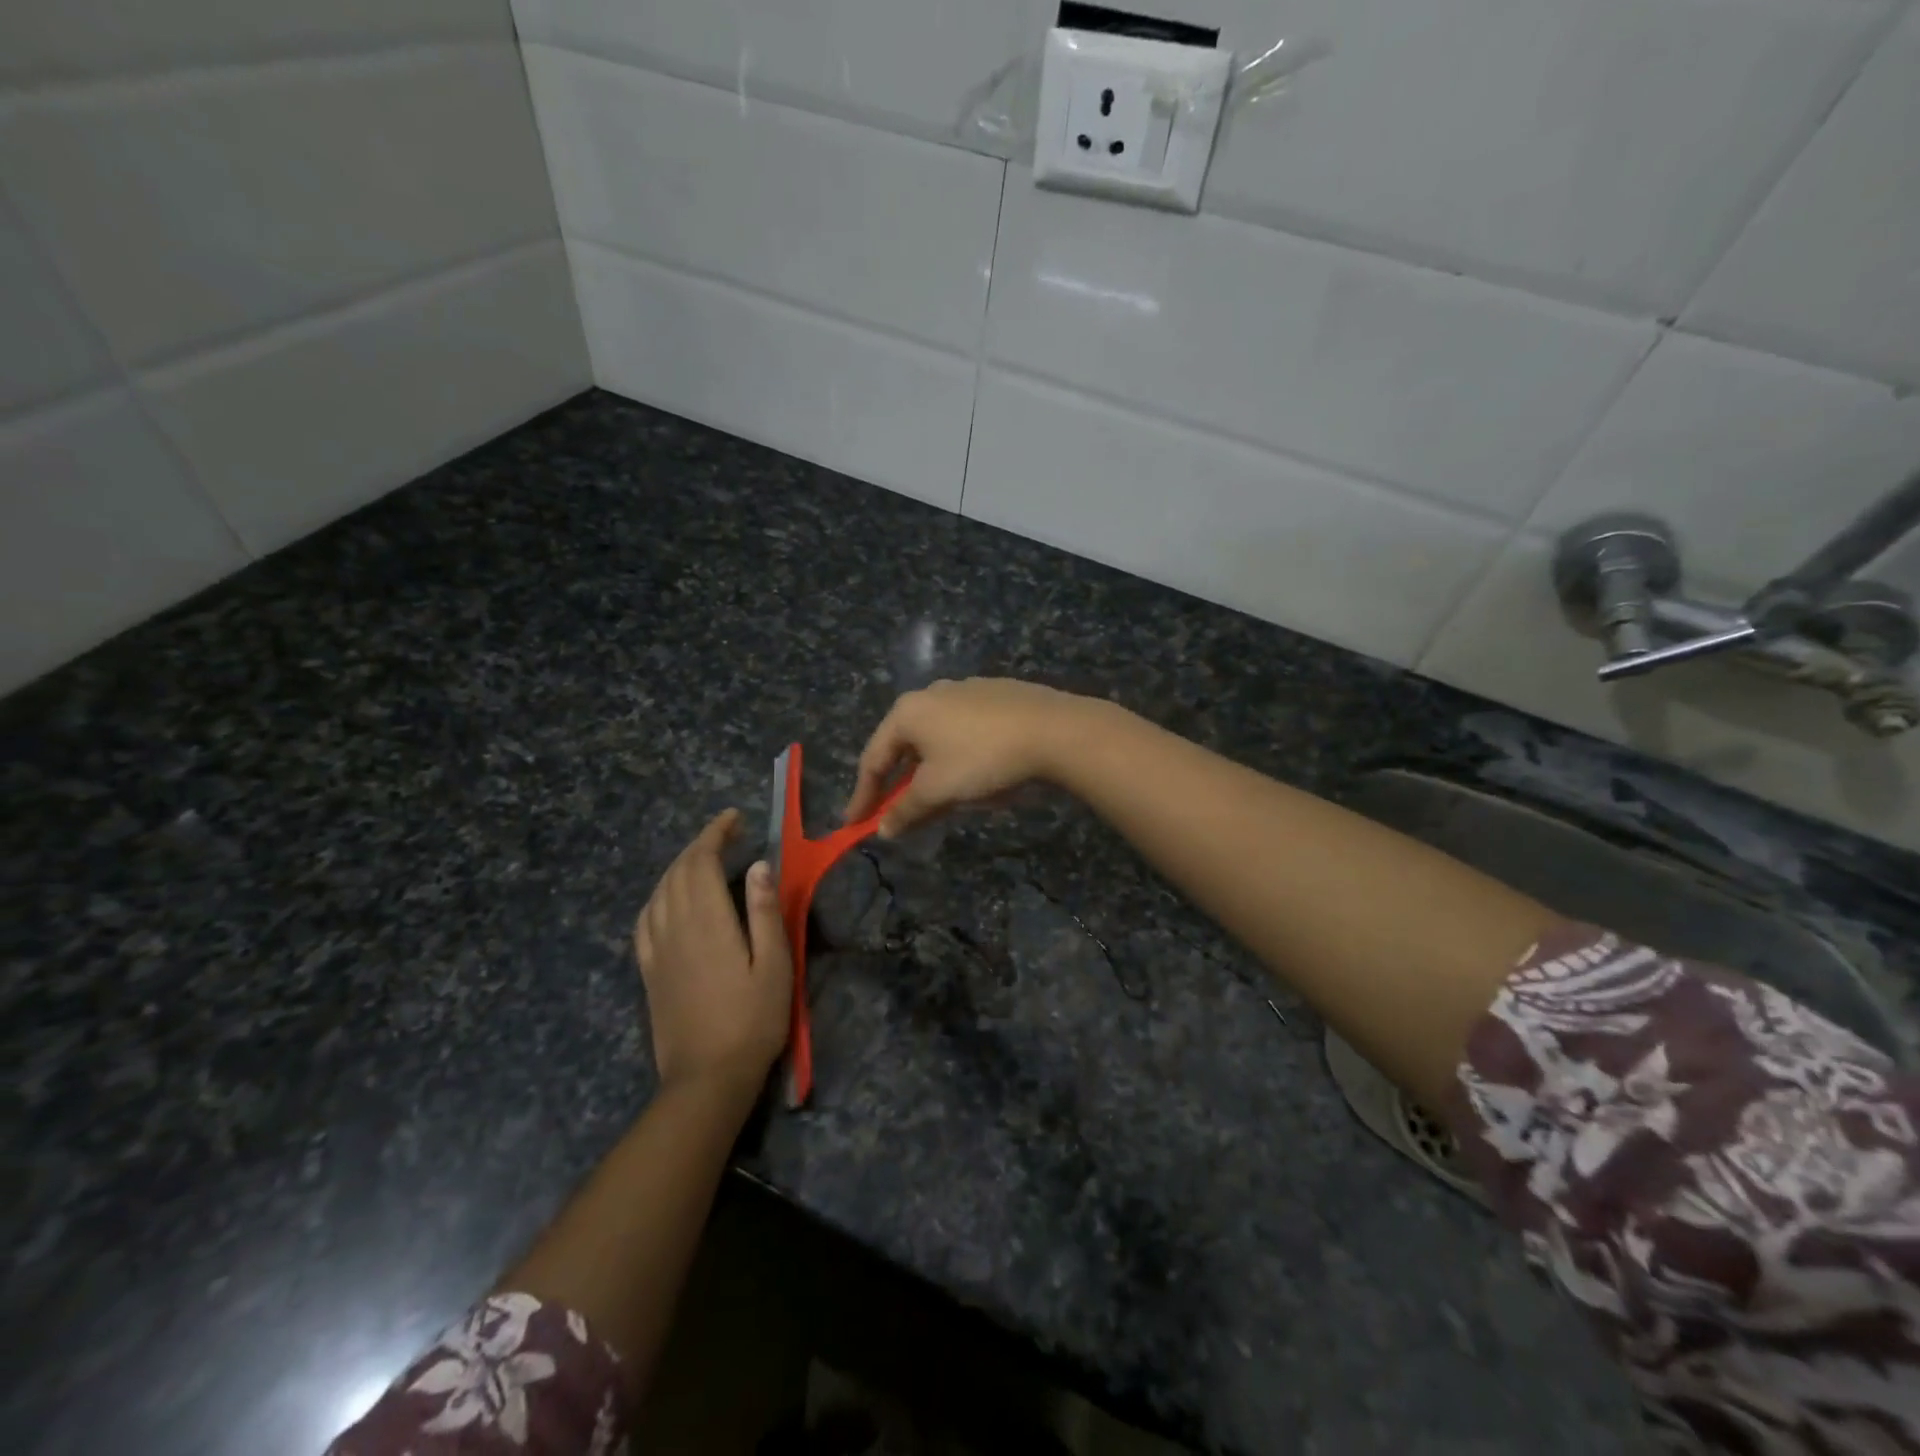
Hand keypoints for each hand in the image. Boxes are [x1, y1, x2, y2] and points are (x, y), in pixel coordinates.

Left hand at [634, 810, 790, 1098]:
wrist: (707, 1077)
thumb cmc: (752, 1020)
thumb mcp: (774, 964)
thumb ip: (765, 912)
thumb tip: (759, 865)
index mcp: (707, 921)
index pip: (701, 861)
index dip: (715, 833)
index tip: (734, 818)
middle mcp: (674, 926)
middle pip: (678, 871)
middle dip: (700, 844)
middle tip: (728, 834)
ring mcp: (656, 949)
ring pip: (658, 891)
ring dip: (679, 866)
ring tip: (704, 859)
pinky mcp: (648, 970)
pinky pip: (645, 919)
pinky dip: (658, 895)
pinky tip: (669, 899)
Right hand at [843, 678, 1095, 836]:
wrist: (1054, 730)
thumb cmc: (982, 758)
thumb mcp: (938, 790)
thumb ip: (905, 810)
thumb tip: (883, 829)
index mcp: (908, 712)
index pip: (873, 759)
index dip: (863, 796)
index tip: (854, 825)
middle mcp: (932, 693)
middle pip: (905, 747)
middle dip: (901, 784)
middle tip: (899, 815)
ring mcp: (967, 690)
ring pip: (937, 739)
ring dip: (933, 772)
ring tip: (943, 800)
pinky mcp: (998, 695)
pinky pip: (966, 732)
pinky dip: (961, 757)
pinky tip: (978, 774)